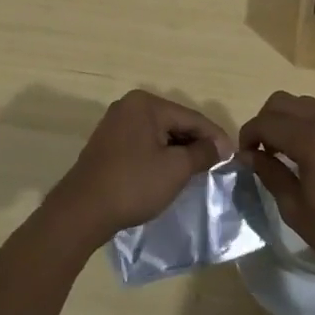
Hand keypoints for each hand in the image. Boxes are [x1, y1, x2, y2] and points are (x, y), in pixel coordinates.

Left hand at [47, 90, 233, 242]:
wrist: (82, 211)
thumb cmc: (133, 185)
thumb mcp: (175, 169)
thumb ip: (202, 153)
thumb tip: (222, 146)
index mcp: (145, 104)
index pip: (190, 117)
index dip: (214, 136)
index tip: (233, 155)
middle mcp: (129, 106)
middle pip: (174, 122)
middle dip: (195, 142)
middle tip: (216, 163)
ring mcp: (115, 124)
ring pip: (158, 133)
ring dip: (178, 150)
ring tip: (197, 169)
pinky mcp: (107, 143)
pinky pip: (143, 142)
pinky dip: (159, 154)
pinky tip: (169, 171)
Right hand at [241, 92, 314, 288]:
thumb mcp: (295, 209)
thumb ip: (269, 173)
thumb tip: (248, 154)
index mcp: (311, 138)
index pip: (266, 121)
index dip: (248, 134)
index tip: (244, 155)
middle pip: (285, 102)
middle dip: (267, 120)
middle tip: (263, 150)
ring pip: (310, 105)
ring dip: (292, 121)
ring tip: (290, 152)